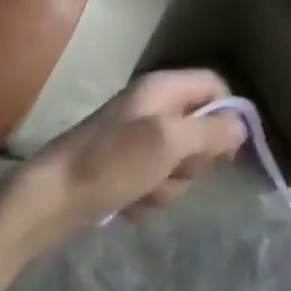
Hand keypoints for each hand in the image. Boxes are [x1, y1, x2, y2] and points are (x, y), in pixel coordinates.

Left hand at [0, 70, 248, 257]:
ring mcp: (138, 140)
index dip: (227, 115)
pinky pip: (158, 184)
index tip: (227, 149)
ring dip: (168, 186)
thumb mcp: (168, 142)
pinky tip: (127, 202)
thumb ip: (209, 131)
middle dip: (192, 161)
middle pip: (202, 131)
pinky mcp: (127, 169)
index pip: (214, 87)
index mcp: (162, 89)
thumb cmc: (111, 162)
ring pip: (182, 165)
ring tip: (141, 190)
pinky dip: (148, 197)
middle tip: (171, 169)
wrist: (50, 199)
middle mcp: (153, 108)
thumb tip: (241, 126)